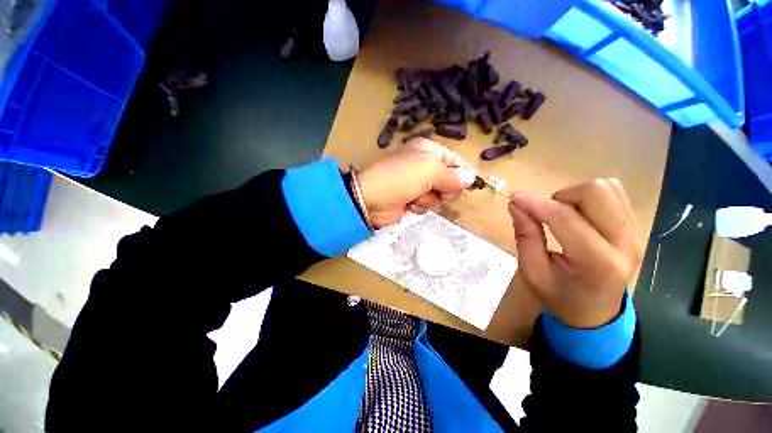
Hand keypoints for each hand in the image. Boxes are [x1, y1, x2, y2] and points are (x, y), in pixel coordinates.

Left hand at [358, 138, 476, 227]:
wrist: (371, 199)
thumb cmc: (400, 178)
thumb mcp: (429, 170)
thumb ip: (453, 175)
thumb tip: (471, 179)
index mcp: (428, 150)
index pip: (455, 160)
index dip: (463, 173)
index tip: (469, 186)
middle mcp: (423, 165)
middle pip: (450, 180)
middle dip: (445, 189)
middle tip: (438, 191)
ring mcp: (417, 184)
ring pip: (439, 195)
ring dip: (430, 199)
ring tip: (416, 196)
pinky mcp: (412, 199)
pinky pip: (427, 204)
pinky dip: (421, 206)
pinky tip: (410, 204)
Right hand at [508, 179, 642, 328]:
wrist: (596, 314)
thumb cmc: (560, 297)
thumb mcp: (533, 273)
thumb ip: (525, 237)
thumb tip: (516, 206)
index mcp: (595, 262)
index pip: (565, 217)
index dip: (535, 203)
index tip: (514, 199)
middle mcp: (623, 243)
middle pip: (595, 192)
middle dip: (561, 197)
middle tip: (546, 214)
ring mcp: (634, 234)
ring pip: (606, 188)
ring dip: (575, 196)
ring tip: (562, 216)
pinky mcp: (635, 229)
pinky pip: (615, 195)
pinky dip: (589, 198)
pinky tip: (578, 215)